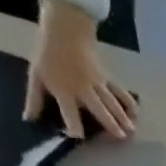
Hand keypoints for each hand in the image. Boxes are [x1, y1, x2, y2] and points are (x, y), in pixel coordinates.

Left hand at [25, 3, 136, 139]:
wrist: (64, 27)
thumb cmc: (48, 52)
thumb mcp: (36, 75)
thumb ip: (35, 99)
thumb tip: (29, 119)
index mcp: (64, 90)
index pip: (69, 112)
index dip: (73, 126)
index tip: (77, 137)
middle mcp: (83, 89)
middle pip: (98, 108)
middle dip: (110, 122)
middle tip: (120, 137)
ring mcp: (96, 83)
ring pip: (111, 101)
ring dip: (122, 116)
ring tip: (131, 130)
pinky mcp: (105, 77)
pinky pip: (118, 91)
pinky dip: (128, 100)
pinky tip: (136, 112)